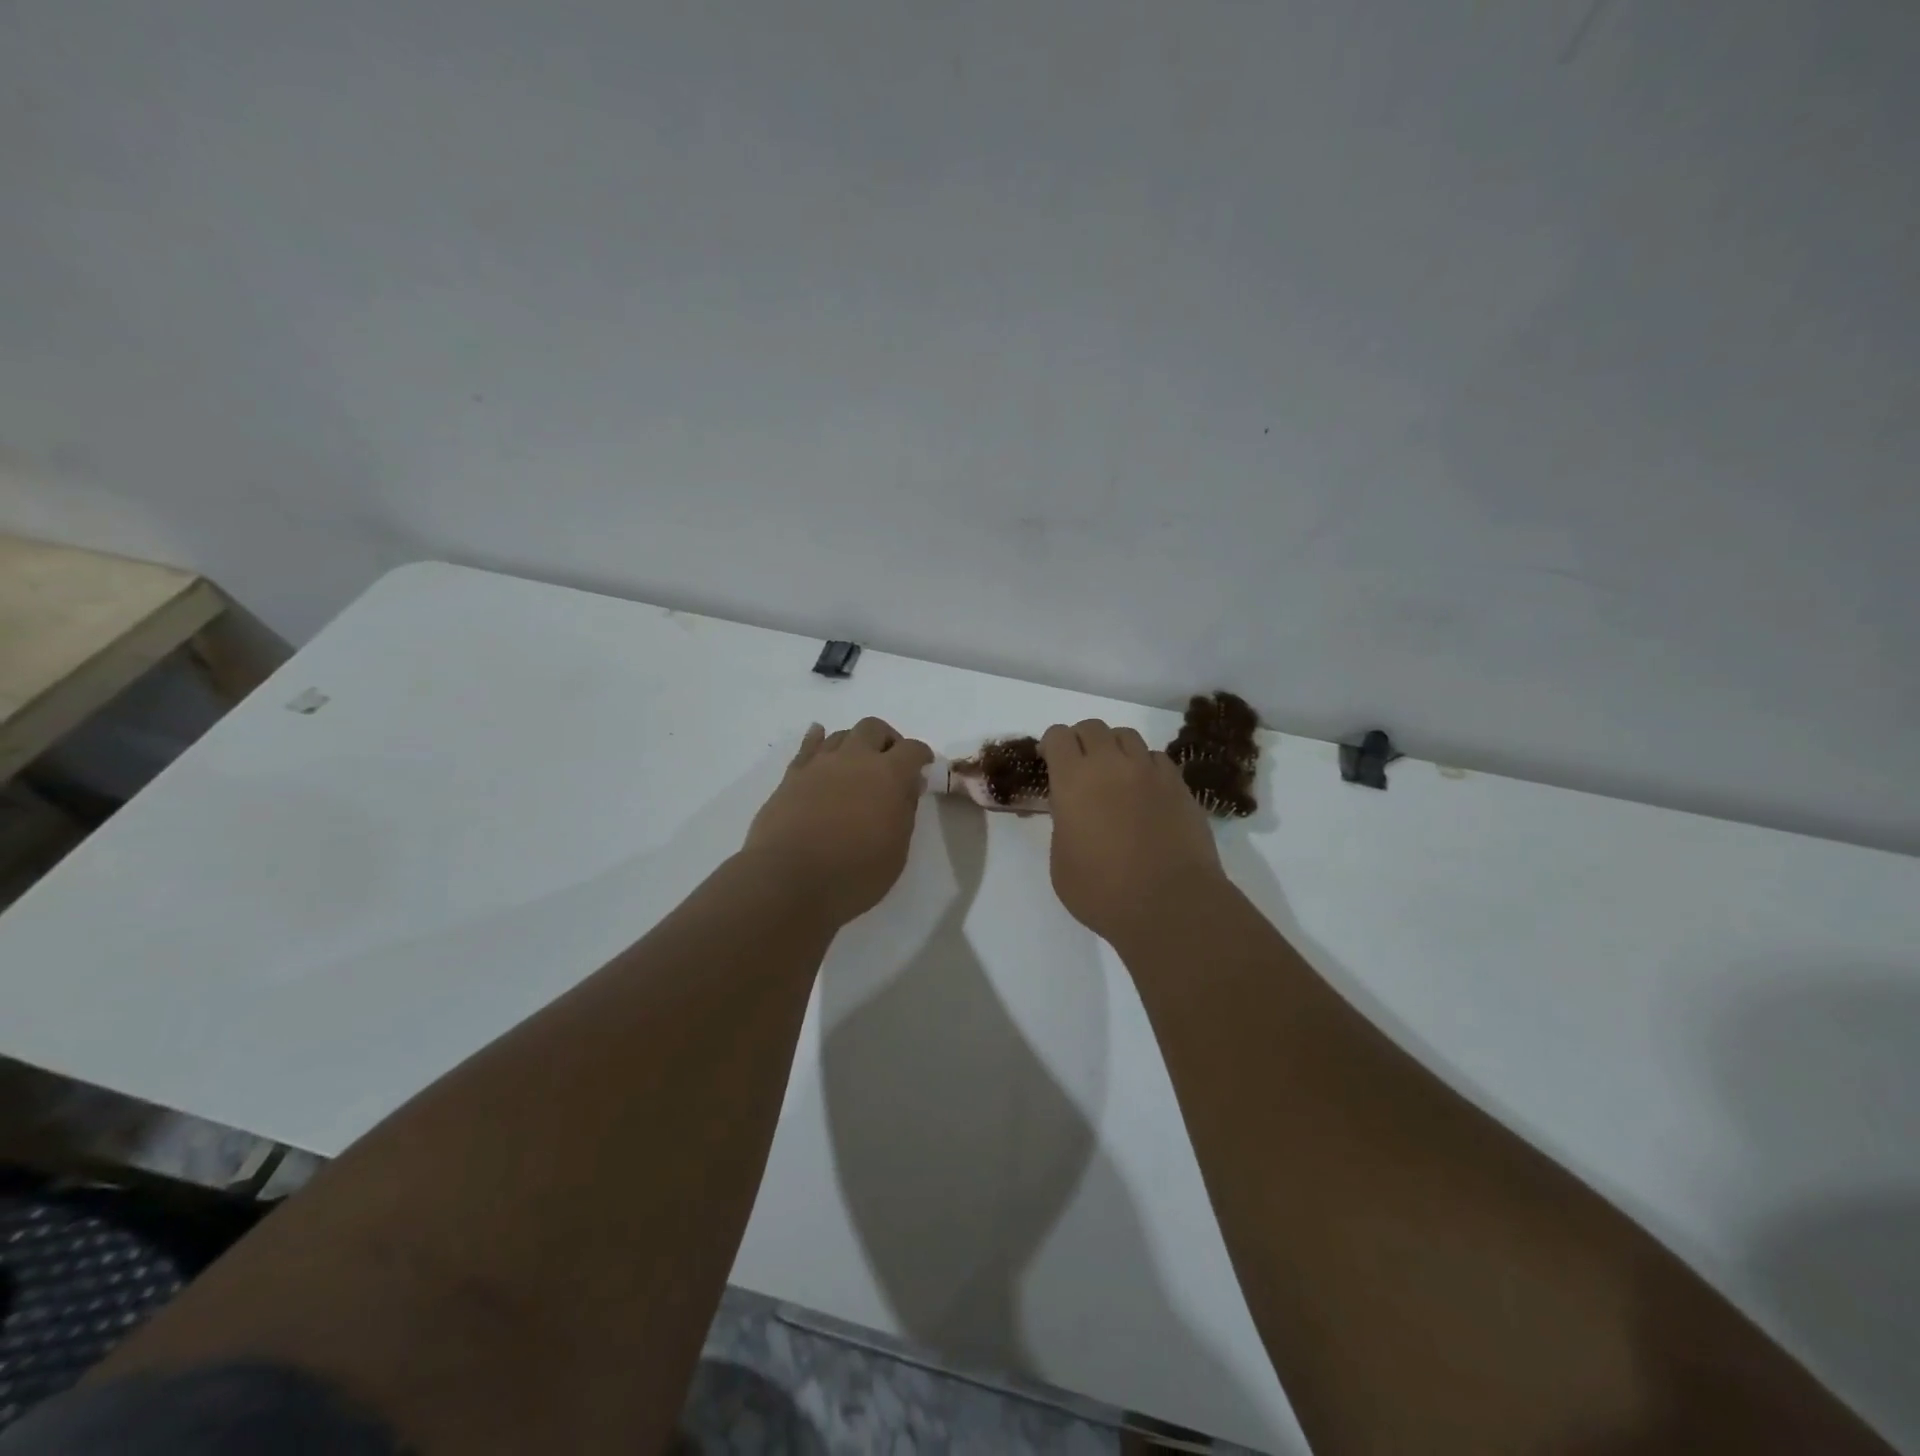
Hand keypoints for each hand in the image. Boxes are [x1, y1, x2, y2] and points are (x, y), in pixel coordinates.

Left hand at [742, 718, 932, 927]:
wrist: (788, 880)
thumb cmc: (853, 873)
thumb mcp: (896, 850)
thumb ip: (904, 812)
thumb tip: (905, 788)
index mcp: (888, 775)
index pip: (912, 749)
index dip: (922, 756)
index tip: (923, 768)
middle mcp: (855, 758)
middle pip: (874, 728)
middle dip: (887, 740)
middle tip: (889, 764)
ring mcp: (819, 764)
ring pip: (841, 734)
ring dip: (854, 744)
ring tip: (856, 765)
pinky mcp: (792, 776)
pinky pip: (808, 746)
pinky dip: (817, 739)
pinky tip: (819, 738)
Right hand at [1040, 719, 1227, 944]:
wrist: (1171, 904)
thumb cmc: (1103, 892)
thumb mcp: (1060, 862)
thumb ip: (1062, 824)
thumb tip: (1073, 810)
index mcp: (1073, 781)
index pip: (1057, 736)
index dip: (1051, 745)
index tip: (1050, 763)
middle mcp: (1111, 765)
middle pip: (1092, 727)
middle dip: (1081, 741)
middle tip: (1080, 768)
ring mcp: (1149, 772)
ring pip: (1127, 736)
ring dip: (1114, 749)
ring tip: (1114, 776)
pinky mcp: (1179, 785)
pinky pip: (1157, 758)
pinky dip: (1145, 766)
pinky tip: (1145, 791)